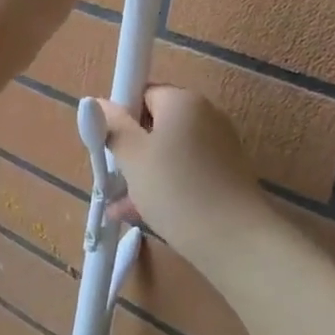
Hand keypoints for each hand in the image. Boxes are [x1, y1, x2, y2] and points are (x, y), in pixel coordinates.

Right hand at [96, 86, 272, 251]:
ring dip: (144, 173)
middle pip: (156, 123)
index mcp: (183, 101)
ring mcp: (220, 147)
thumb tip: (99, 103)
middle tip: (113, 176)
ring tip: (120, 204)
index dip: (122, 116)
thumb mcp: (132, 156)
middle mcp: (206, 116)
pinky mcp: (227, 176)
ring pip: (169, 153)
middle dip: (131, 149)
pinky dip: (165, 186)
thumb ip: (112, 126)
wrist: (236, 240)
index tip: (110, 144)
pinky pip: (185, 172)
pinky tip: (140, 213)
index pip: (143, 93)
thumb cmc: (175, 188)